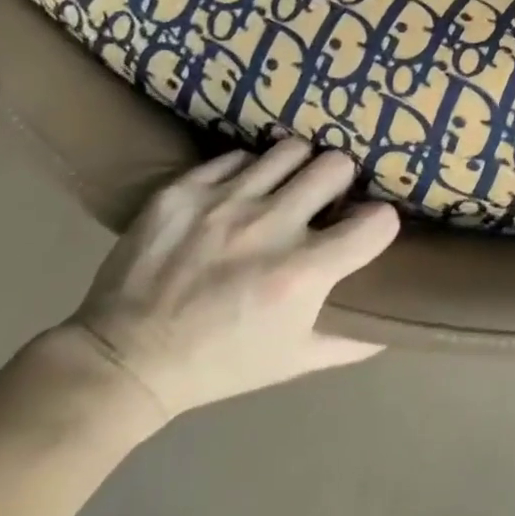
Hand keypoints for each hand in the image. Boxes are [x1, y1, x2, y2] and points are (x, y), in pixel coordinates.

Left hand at [61, 140, 397, 423]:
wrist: (124, 360)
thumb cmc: (220, 365)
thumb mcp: (295, 362)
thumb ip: (351, 343)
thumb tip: (391, 327)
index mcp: (303, 273)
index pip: (378, 221)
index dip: (379, 225)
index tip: (366, 230)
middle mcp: (270, 227)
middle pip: (337, 166)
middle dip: (341, 183)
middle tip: (326, 201)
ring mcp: (223, 203)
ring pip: (291, 150)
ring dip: (297, 169)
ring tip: (285, 188)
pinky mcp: (182, 191)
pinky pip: (237, 156)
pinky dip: (248, 172)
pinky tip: (239, 194)